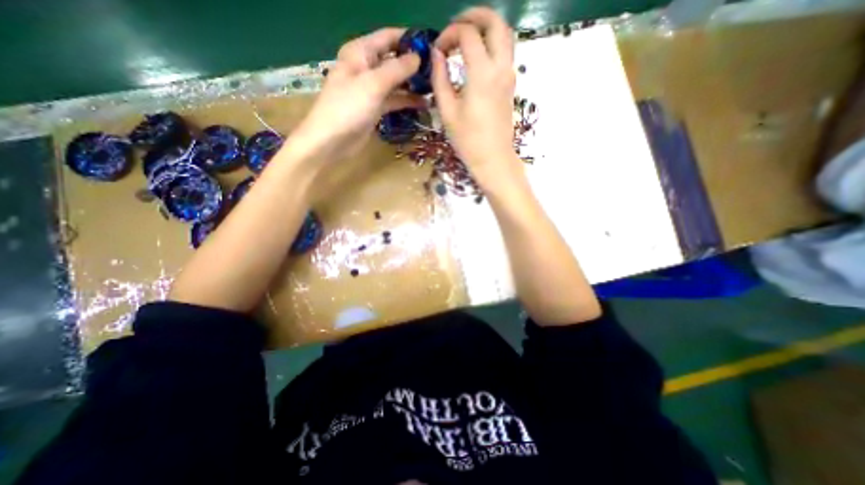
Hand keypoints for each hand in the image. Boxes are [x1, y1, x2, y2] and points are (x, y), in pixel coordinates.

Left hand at [290, 29, 424, 162]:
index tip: (432, 46)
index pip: (388, 38)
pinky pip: (394, 100)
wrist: (332, 141)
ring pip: (395, 82)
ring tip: (435, 89)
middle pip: (394, 60)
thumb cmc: (349, 108)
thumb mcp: (374, 84)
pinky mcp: (375, 108)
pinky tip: (423, 104)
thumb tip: (418, 57)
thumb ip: (397, 69)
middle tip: (437, 72)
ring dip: (413, 85)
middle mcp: (366, 68)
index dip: (409, 39)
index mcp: (360, 53)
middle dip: (414, 65)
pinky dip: (406, 101)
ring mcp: (371, 90)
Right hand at [428, 8, 515, 187]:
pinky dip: (492, 43)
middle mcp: (500, 67)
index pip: (468, 34)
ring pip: (505, 34)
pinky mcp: (511, 84)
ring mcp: (509, 75)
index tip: (438, 49)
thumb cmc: (468, 139)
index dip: (449, 34)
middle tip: (455, 26)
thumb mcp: (447, 111)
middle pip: (495, 22)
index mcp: (482, 73)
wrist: (493, 158)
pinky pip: (505, 52)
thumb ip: (440, 78)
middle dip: (474, 16)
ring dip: (486, 27)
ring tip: (465, 37)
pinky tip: (476, 56)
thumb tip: (437, 55)